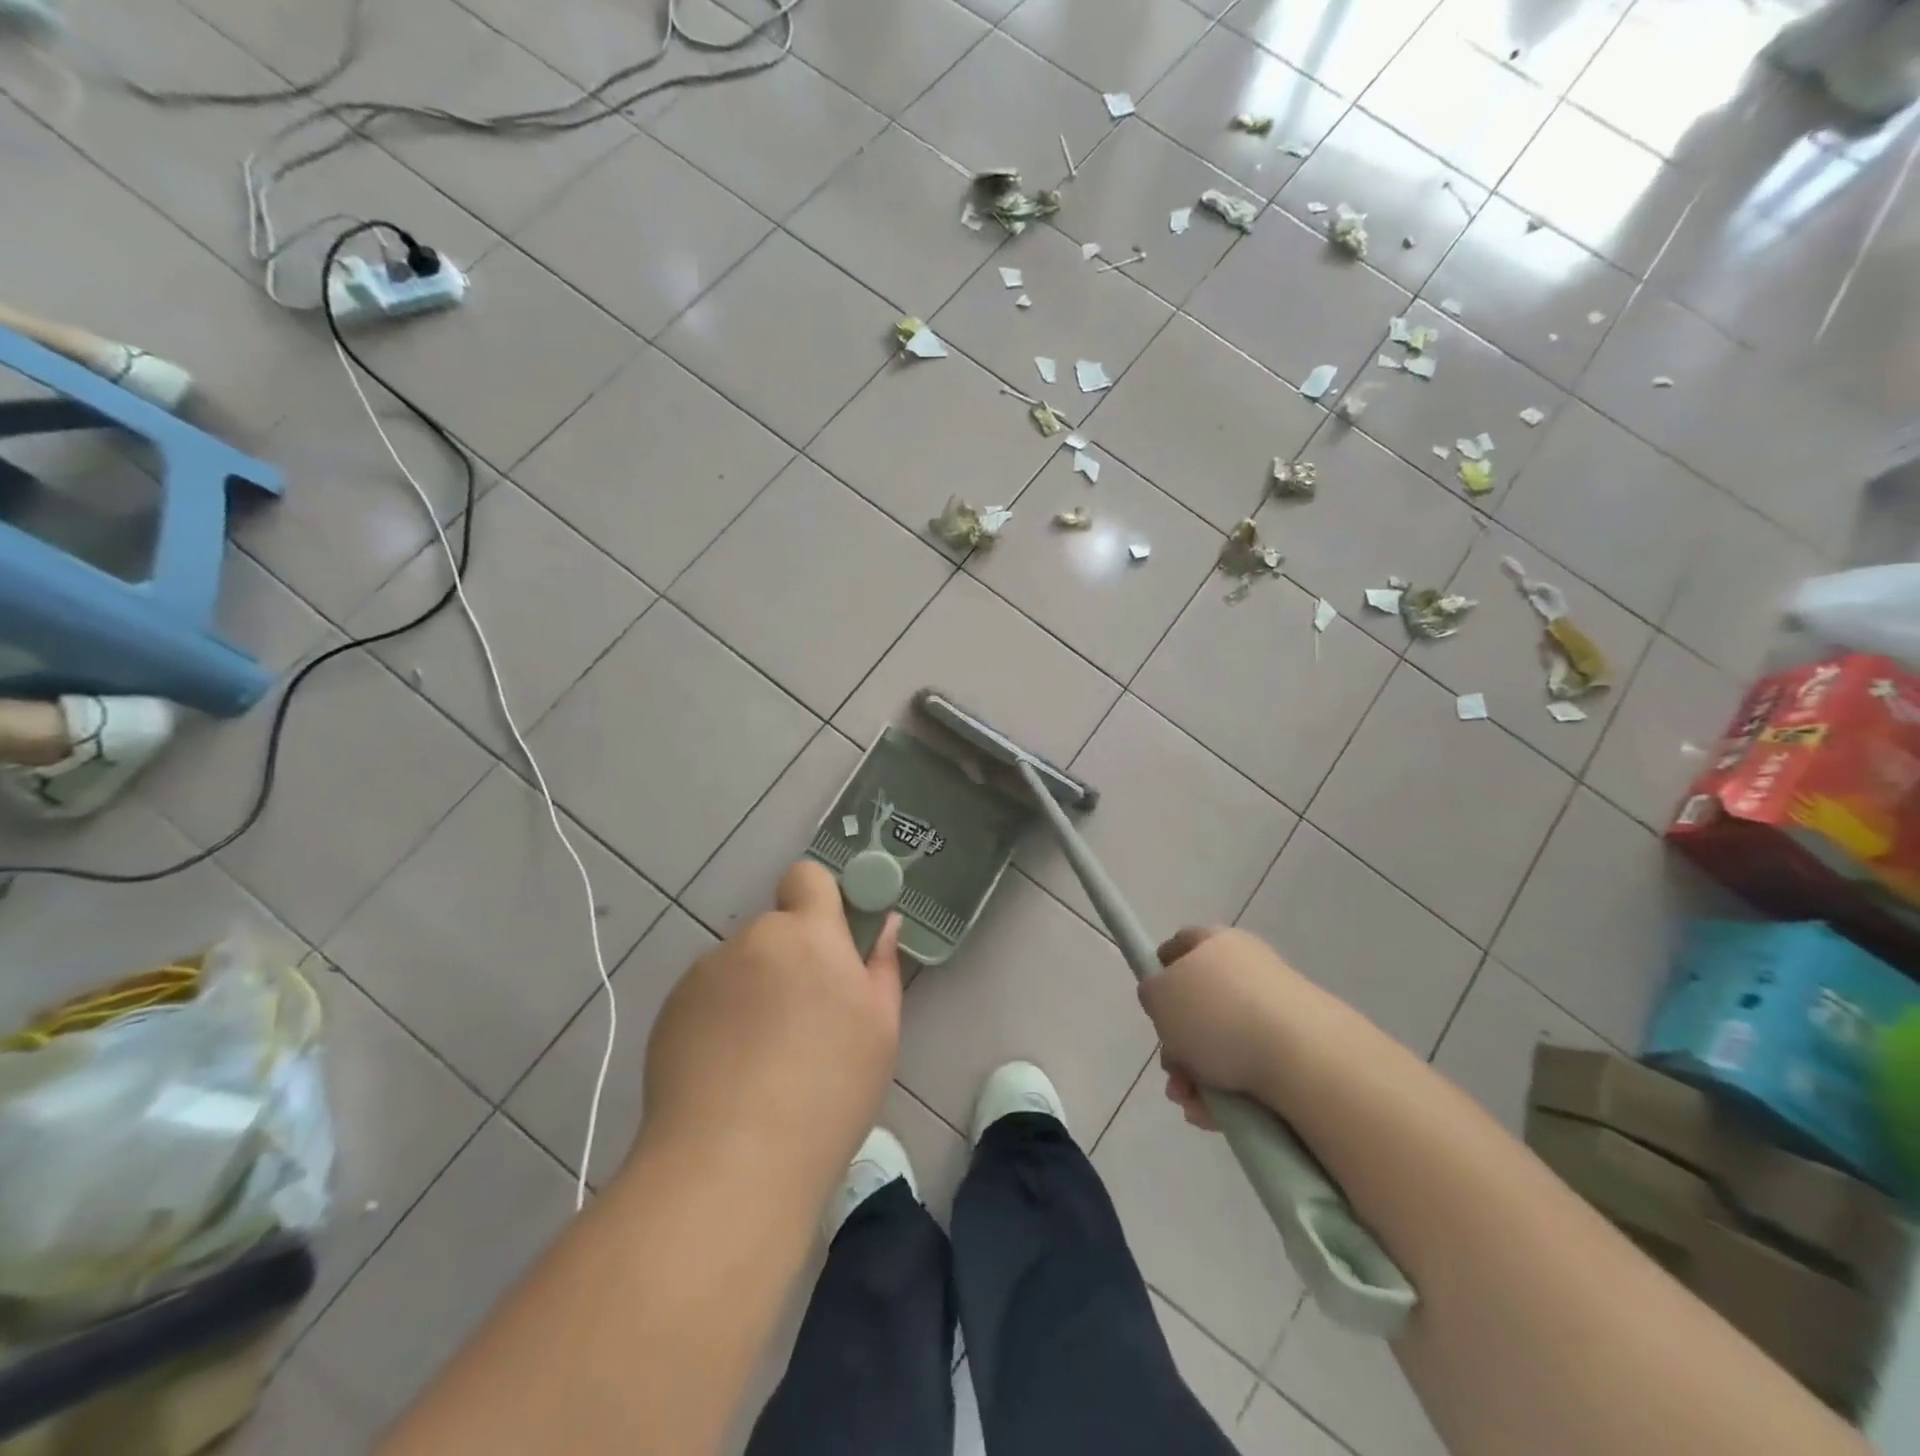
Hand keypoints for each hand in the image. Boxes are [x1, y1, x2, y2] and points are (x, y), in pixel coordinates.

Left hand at [638, 862, 902, 1183]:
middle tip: (803, 1022)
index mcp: (808, 934)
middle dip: (789, 961)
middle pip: (775, 932)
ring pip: (740, 968)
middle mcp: (752, 939)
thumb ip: (882, 966)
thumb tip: (886, 924)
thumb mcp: (880, 1030)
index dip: (819, 900)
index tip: (831, 942)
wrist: (732, 1162)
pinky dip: (719, 1021)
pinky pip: (707, 999)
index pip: (807, 877)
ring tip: (760, 1060)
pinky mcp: (670, 1012)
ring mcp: (704, 974)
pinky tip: (726, 1075)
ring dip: (753, 992)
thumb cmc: (828, 1089)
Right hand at [1139, 926, 1308, 1131]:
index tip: (1153, 1007)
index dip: (1161, 973)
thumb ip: (1152, 992)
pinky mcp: (1298, 1047)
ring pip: (1222, 1043)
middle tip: (1172, 1070)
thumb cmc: (1218, 1015)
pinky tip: (1216, 1115)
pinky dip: (1228, 1091)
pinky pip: (1251, 1068)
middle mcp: (1248, 967)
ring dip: (1197, 1075)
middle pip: (1199, 1004)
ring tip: (1192, 1103)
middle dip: (1177, 1044)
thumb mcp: (1159, 995)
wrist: (1306, 1058)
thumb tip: (1165, 997)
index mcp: (1216, 942)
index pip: (1180, 946)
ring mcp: (1277, 1007)